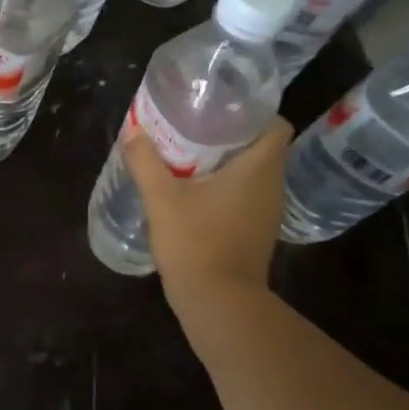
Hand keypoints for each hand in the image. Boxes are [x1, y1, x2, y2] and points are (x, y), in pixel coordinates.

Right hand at [124, 119, 292, 310]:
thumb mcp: (161, 198)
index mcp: (259, 168)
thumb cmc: (195, 242)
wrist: (217, 301)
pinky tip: (194, 190)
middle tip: (193, 125)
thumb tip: (132, 131)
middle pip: (261, 146)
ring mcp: (266, 211)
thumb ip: (146, 161)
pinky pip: (245, 194)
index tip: (219, 108)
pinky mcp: (256, 230)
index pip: (276, 125)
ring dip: (226, 161)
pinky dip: (226, 186)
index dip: (253, 112)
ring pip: (253, 172)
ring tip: (189, 154)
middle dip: (230, 133)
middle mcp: (271, 185)